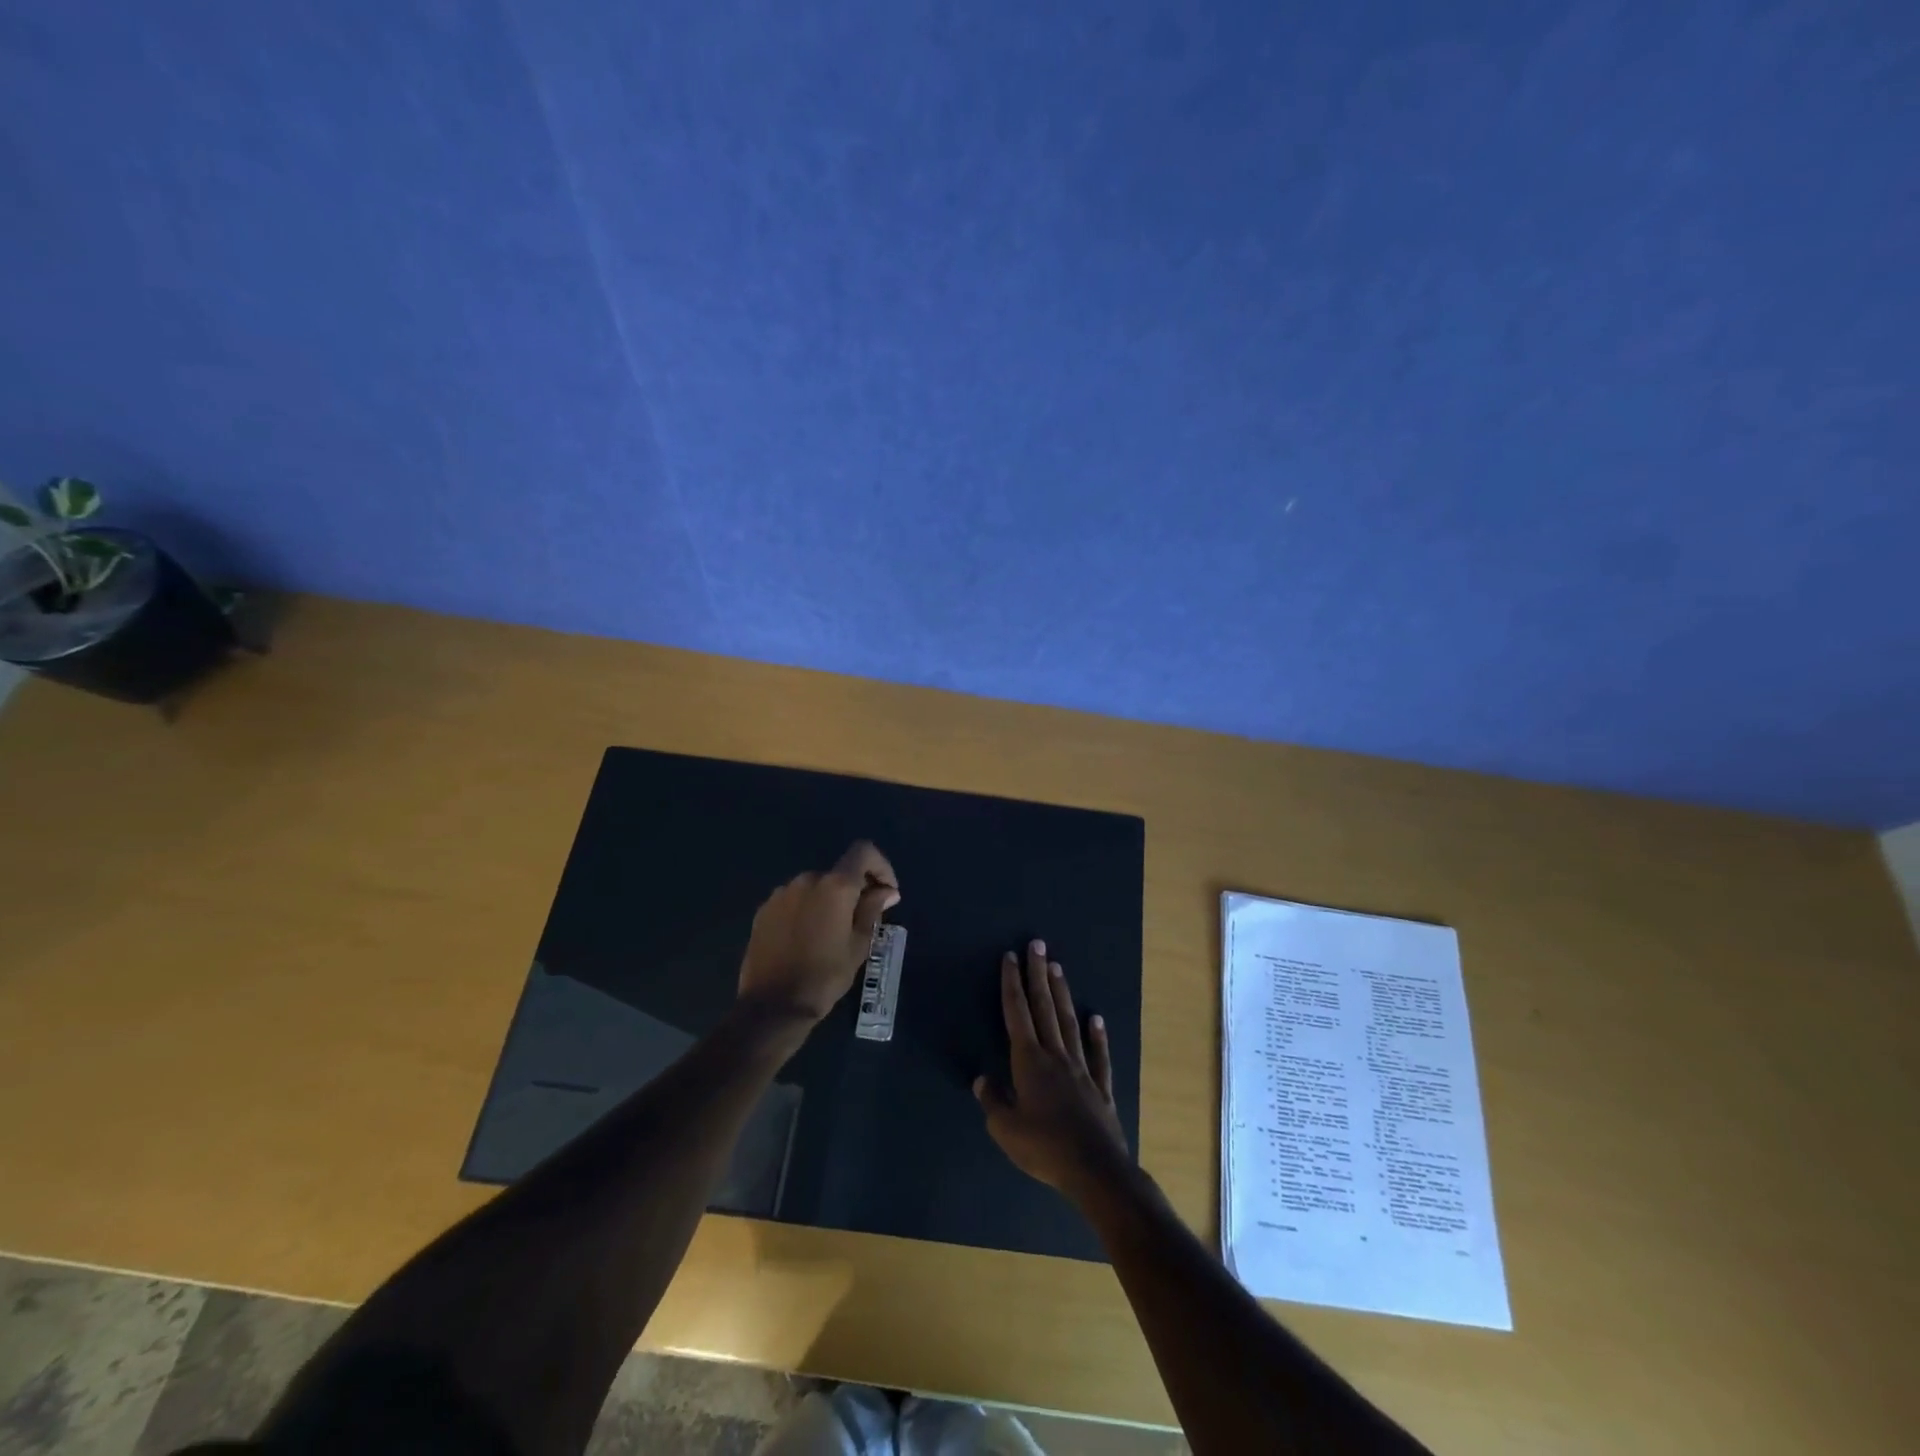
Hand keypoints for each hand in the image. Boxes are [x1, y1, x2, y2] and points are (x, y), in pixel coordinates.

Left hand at [736, 841, 899, 1024]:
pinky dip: (807, 910)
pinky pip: (794, 900)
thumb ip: (873, 910)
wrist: (773, 1005)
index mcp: (835, 886)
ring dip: (829, 901)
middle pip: (839, 873)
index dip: (880, 866)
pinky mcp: (764, 910)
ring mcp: (781, 893)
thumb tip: (887, 891)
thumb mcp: (859, 945)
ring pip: (815, 887)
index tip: (886, 892)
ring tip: (832, 933)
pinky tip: (807, 938)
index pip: (863, 852)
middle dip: (855, 890)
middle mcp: (807, 880)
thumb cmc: (825, 976)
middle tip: (862, 920)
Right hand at [975, 940, 1130, 1203]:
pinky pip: (1098, 1056)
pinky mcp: (1101, 1088)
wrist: (1095, 1169)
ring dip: (1062, 994)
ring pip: (1069, 1023)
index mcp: (1029, 1062)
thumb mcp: (1005, 1129)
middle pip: (1044, 1008)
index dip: (1012, 984)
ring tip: (1057, 967)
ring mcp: (1081, 1069)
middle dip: (1037, 975)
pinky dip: (1097, 1036)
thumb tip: (981, 1079)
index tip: (1011, 957)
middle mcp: (1055, 1056)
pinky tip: (1096, 1019)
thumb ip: (993, 1101)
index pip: (1017, 1014)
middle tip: (1037, 944)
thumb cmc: (1044, 1148)